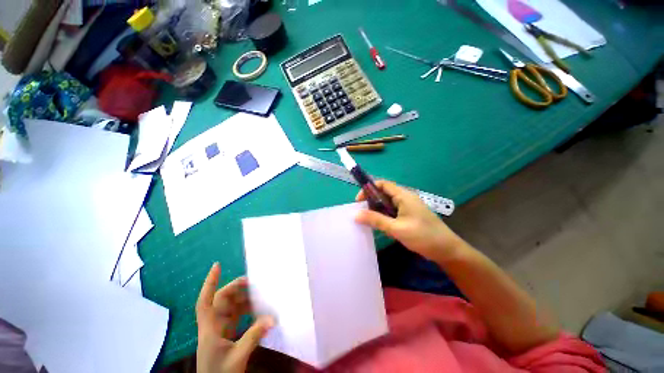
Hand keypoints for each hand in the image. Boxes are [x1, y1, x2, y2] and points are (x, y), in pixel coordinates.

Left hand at [196, 263, 273, 372]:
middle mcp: (213, 325)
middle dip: (236, 288)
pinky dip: (246, 309)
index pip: (205, 301)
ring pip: (230, 306)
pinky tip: (257, 309)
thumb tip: (272, 318)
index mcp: (210, 329)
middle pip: (221, 300)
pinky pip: (236, 315)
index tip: (217, 265)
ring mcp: (219, 329)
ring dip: (244, 299)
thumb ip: (254, 336)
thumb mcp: (237, 357)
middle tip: (253, 282)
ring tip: (259, 294)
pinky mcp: (226, 333)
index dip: (210, 283)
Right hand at [355, 180, 464, 261]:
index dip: (369, 189)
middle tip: (362, 213)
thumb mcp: (396, 228)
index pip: (382, 184)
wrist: (447, 250)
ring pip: (388, 203)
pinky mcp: (409, 215)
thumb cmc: (423, 236)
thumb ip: (376, 220)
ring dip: (377, 209)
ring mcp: (408, 207)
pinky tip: (381, 225)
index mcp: (403, 195)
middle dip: (371, 200)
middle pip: (384, 193)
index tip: (359, 201)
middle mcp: (405, 198)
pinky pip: (393, 211)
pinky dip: (384, 215)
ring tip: (369, 220)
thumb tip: (356, 215)